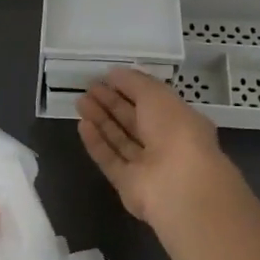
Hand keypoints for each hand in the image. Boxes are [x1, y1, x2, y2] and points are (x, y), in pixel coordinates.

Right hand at [77, 67, 231, 226]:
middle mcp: (165, 143)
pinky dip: (97, 143)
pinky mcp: (128, 184)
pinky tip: (82, 125)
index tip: (107, 77)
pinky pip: (110, 159)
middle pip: (134, 121)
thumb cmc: (175, 131)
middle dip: (111, 103)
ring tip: (80, 102)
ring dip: (101, 120)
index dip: (130, 89)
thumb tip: (114, 73)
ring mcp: (146, 166)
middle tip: (88, 88)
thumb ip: (134, 83)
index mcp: (180, 120)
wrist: (178, 185)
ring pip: (120, 140)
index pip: (152, 102)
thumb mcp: (157, 95)